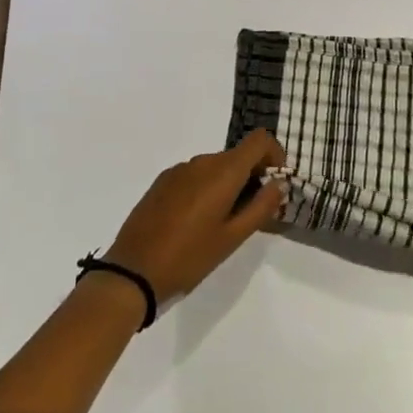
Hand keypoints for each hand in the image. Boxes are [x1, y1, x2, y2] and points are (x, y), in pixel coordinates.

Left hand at [103, 131, 286, 300]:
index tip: (275, 183)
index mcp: (222, 171)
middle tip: (252, 212)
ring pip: (216, 166)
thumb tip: (279, 183)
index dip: (274, 155)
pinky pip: (195, 175)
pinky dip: (206, 188)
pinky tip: (196, 221)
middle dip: (252, 176)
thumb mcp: (232, 238)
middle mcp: (201, 161)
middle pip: (237, 155)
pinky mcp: (162, 181)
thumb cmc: (189, 257)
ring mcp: (179, 169)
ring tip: (224, 222)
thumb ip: (261, 207)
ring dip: (228, 184)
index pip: (258, 140)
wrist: (133, 271)